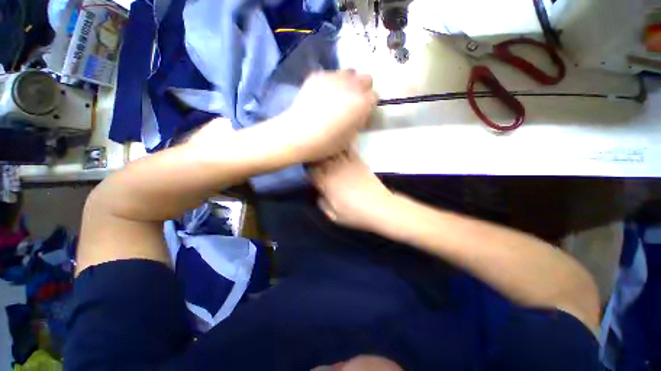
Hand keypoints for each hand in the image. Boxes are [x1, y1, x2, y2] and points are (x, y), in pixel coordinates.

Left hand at [284, 71, 376, 161]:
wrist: (299, 134)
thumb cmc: (327, 142)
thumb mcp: (349, 137)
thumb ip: (358, 120)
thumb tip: (357, 113)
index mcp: (362, 103)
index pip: (374, 97)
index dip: (369, 106)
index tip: (362, 114)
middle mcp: (352, 85)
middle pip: (366, 78)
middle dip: (362, 89)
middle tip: (352, 102)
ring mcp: (334, 77)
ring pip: (349, 72)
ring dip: (348, 83)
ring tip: (337, 96)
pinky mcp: (317, 75)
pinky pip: (330, 75)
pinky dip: (330, 83)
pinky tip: (321, 95)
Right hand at [310, 149, 393, 230]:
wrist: (380, 207)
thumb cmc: (356, 214)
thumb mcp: (335, 216)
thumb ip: (323, 205)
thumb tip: (319, 195)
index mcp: (327, 184)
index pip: (312, 173)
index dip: (307, 172)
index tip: (306, 173)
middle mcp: (335, 171)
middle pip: (320, 159)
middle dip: (314, 158)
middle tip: (311, 158)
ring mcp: (347, 164)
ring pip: (332, 152)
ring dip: (326, 150)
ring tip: (322, 148)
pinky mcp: (359, 162)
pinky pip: (348, 149)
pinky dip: (342, 144)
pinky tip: (339, 141)